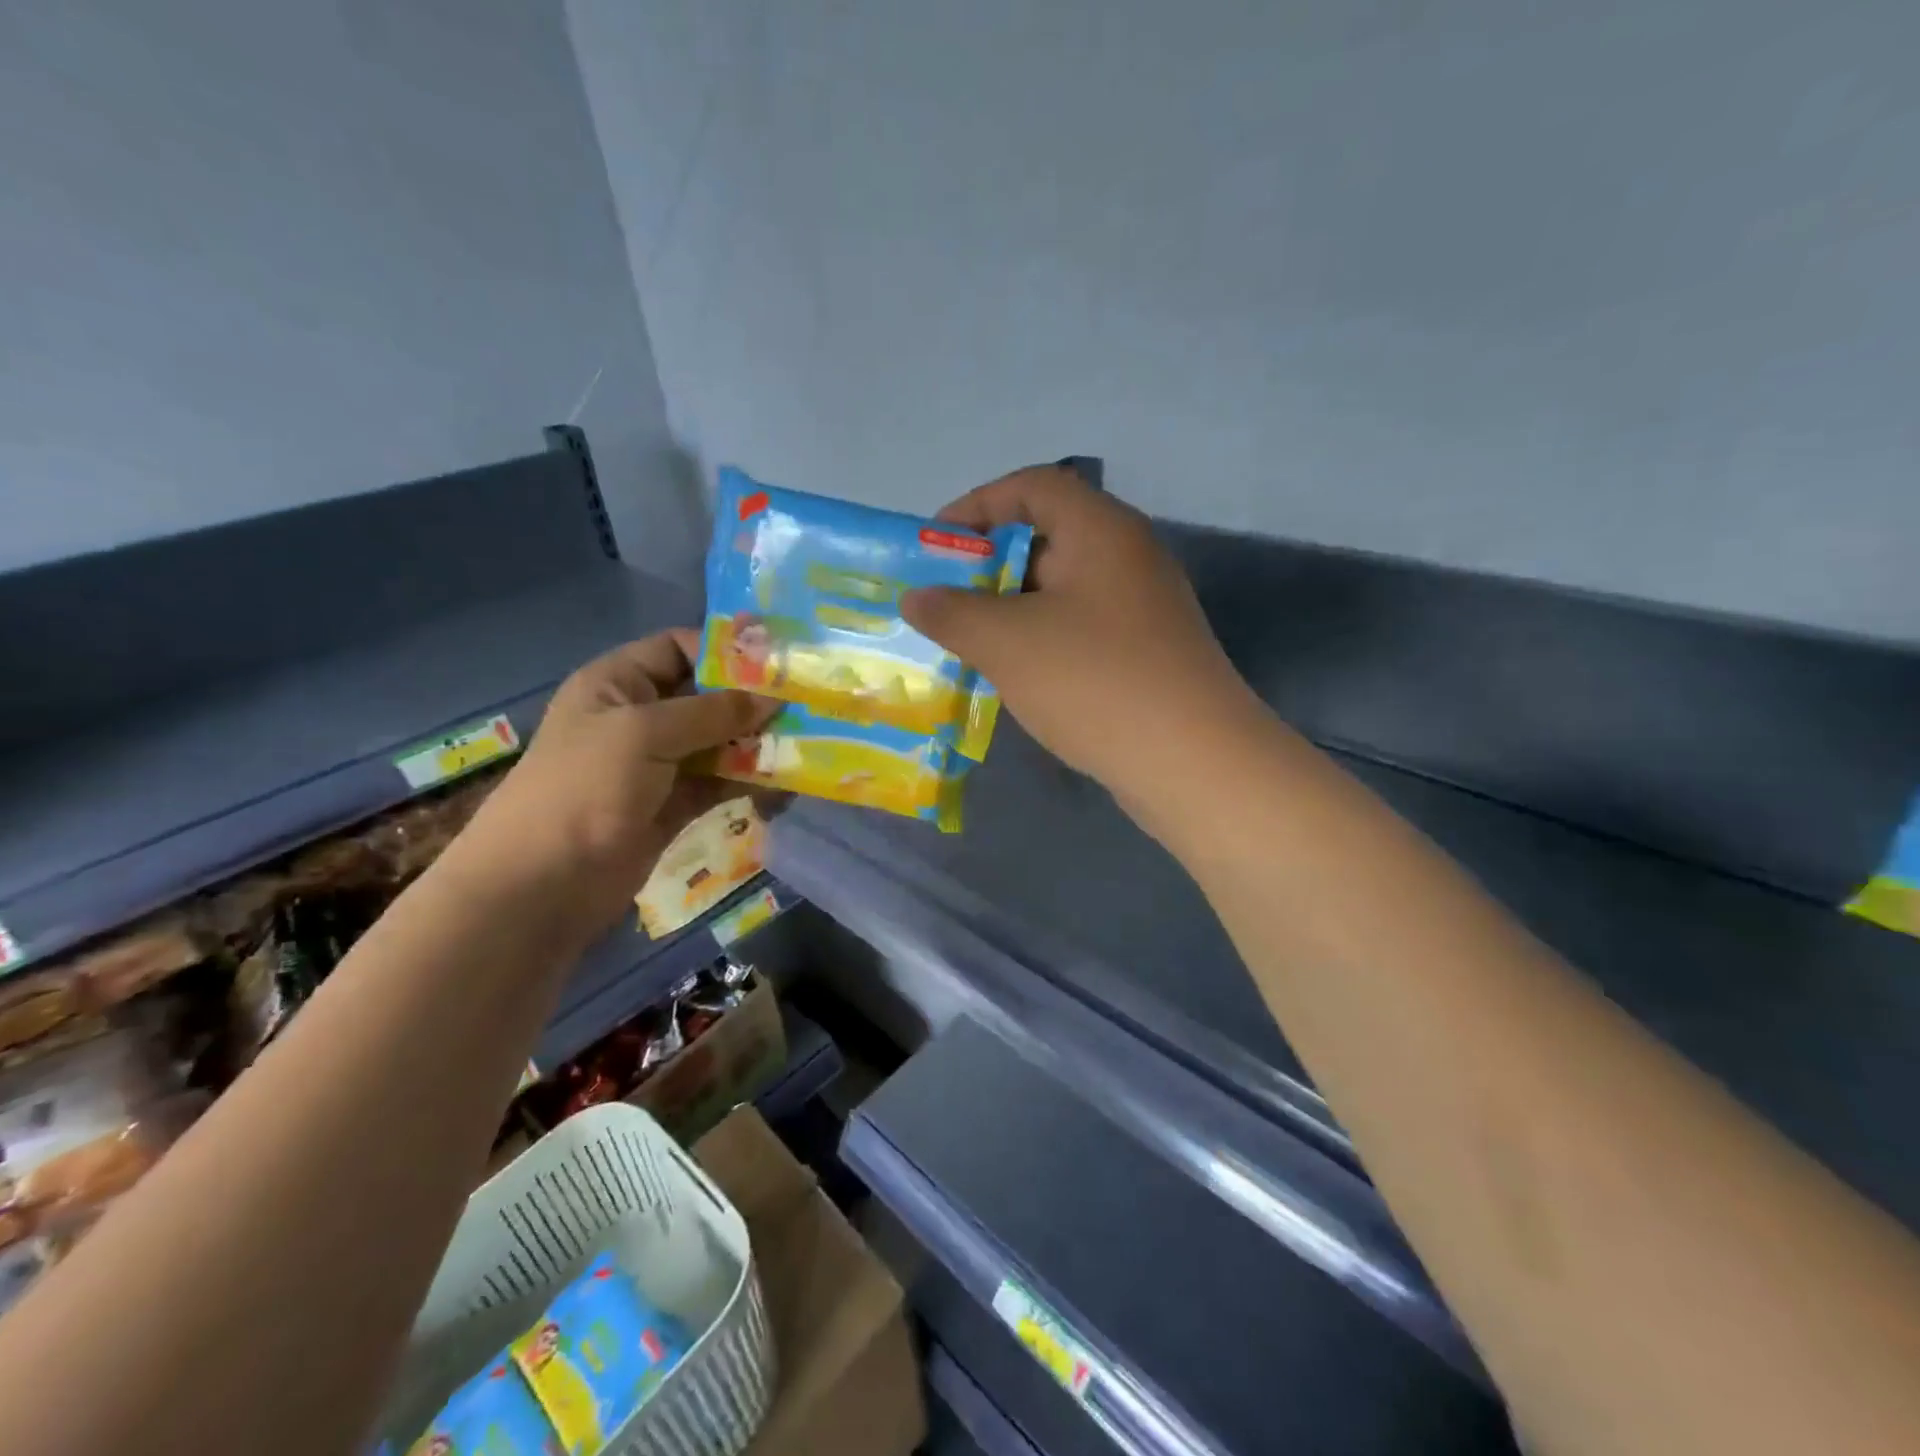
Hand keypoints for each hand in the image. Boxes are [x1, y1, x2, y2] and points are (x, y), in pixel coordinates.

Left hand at [459, 630, 777, 919]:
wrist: (542, 884)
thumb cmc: (585, 788)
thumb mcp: (646, 733)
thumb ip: (713, 712)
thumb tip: (773, 697)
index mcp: (618, 683)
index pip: (679, 648)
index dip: (726, 651)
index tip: (779, 664)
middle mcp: (639, 717)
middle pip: (706, 696)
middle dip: (752, 701)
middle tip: (806, 706)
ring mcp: (657, 764)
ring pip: (718, 742)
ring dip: (757, 744)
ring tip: (806, 745)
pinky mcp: (673, 805)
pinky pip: (720, 782)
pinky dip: (750, 782)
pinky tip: (788, 785)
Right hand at [900, 466, 1254, 791]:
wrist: (1191, 761)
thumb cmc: (1093, 681)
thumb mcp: (1007, 641)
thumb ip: (952, 612)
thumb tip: (917, 596)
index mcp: (1101, 531)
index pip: (1032, 487)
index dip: (977, 507)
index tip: (936, 546)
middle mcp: (1128, 558)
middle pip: (1048, 538)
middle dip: (988, 567)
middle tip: (943, 602)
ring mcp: (1142, 608)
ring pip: (1062, 591)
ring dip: (1010, 610)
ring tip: (967, 642)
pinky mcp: (1146, 653)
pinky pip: (1081, 630)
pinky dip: (1041, 641)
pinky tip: (1014, 676)